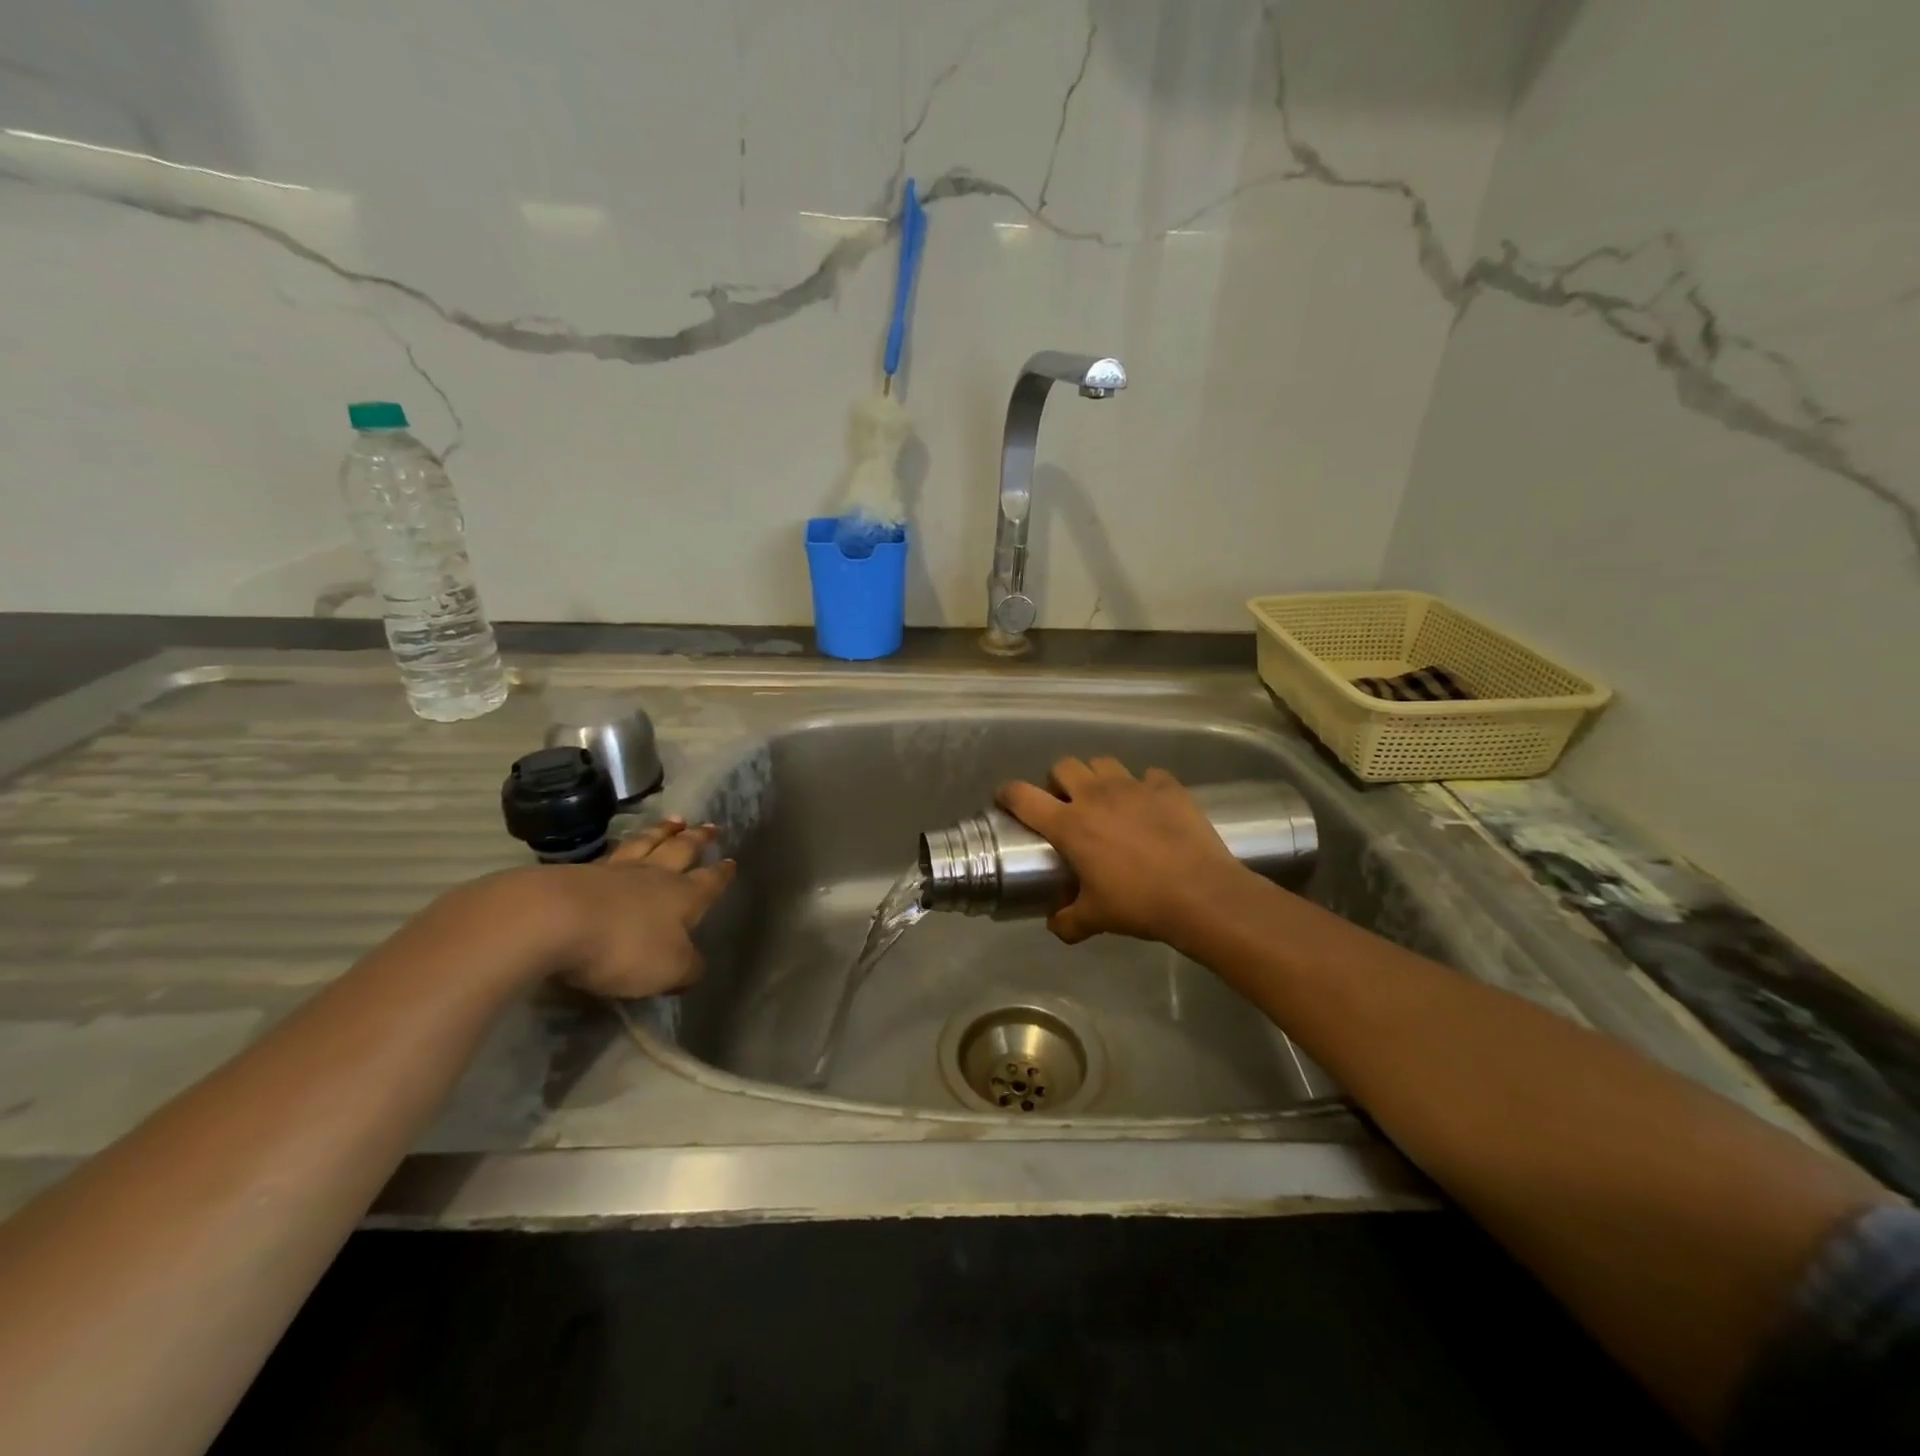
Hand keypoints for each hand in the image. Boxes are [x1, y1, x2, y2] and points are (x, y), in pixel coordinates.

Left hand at [534, 817, 736, 998]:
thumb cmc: (623, 946)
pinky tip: (622, 844)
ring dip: (663, 831)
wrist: (552, 920)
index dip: (721, 874)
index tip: (731, 862)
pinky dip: (624, 844)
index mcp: (683, 897)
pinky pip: (610, 853)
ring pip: (646, 843)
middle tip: (710, 827)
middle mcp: (654, 876)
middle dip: (698, 840)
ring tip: (674, 821)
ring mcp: (615, 871)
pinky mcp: (577, 873)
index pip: (709, 882)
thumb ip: (688, 969)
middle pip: (681, 851)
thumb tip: (695, 968)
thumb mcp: (668, 969)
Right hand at [997, 758, 1247, 945]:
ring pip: (1103, 762)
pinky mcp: (1167, 786)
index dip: (1008, 794)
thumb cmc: (1139, 904)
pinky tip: (1151, 807)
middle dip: (1058, 781)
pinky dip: (1144, 787)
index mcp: (1070, 824)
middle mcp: (1096, 796)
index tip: (1005, 800)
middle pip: (1064, 766)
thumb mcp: (1096, 918)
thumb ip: (1067, 921)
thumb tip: (1055, 924)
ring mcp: (1133, 786)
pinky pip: (1149, 775)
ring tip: (1106, 800)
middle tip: (1066, 804)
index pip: (1023, 797)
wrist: (1201, 894)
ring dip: (1098, 777)